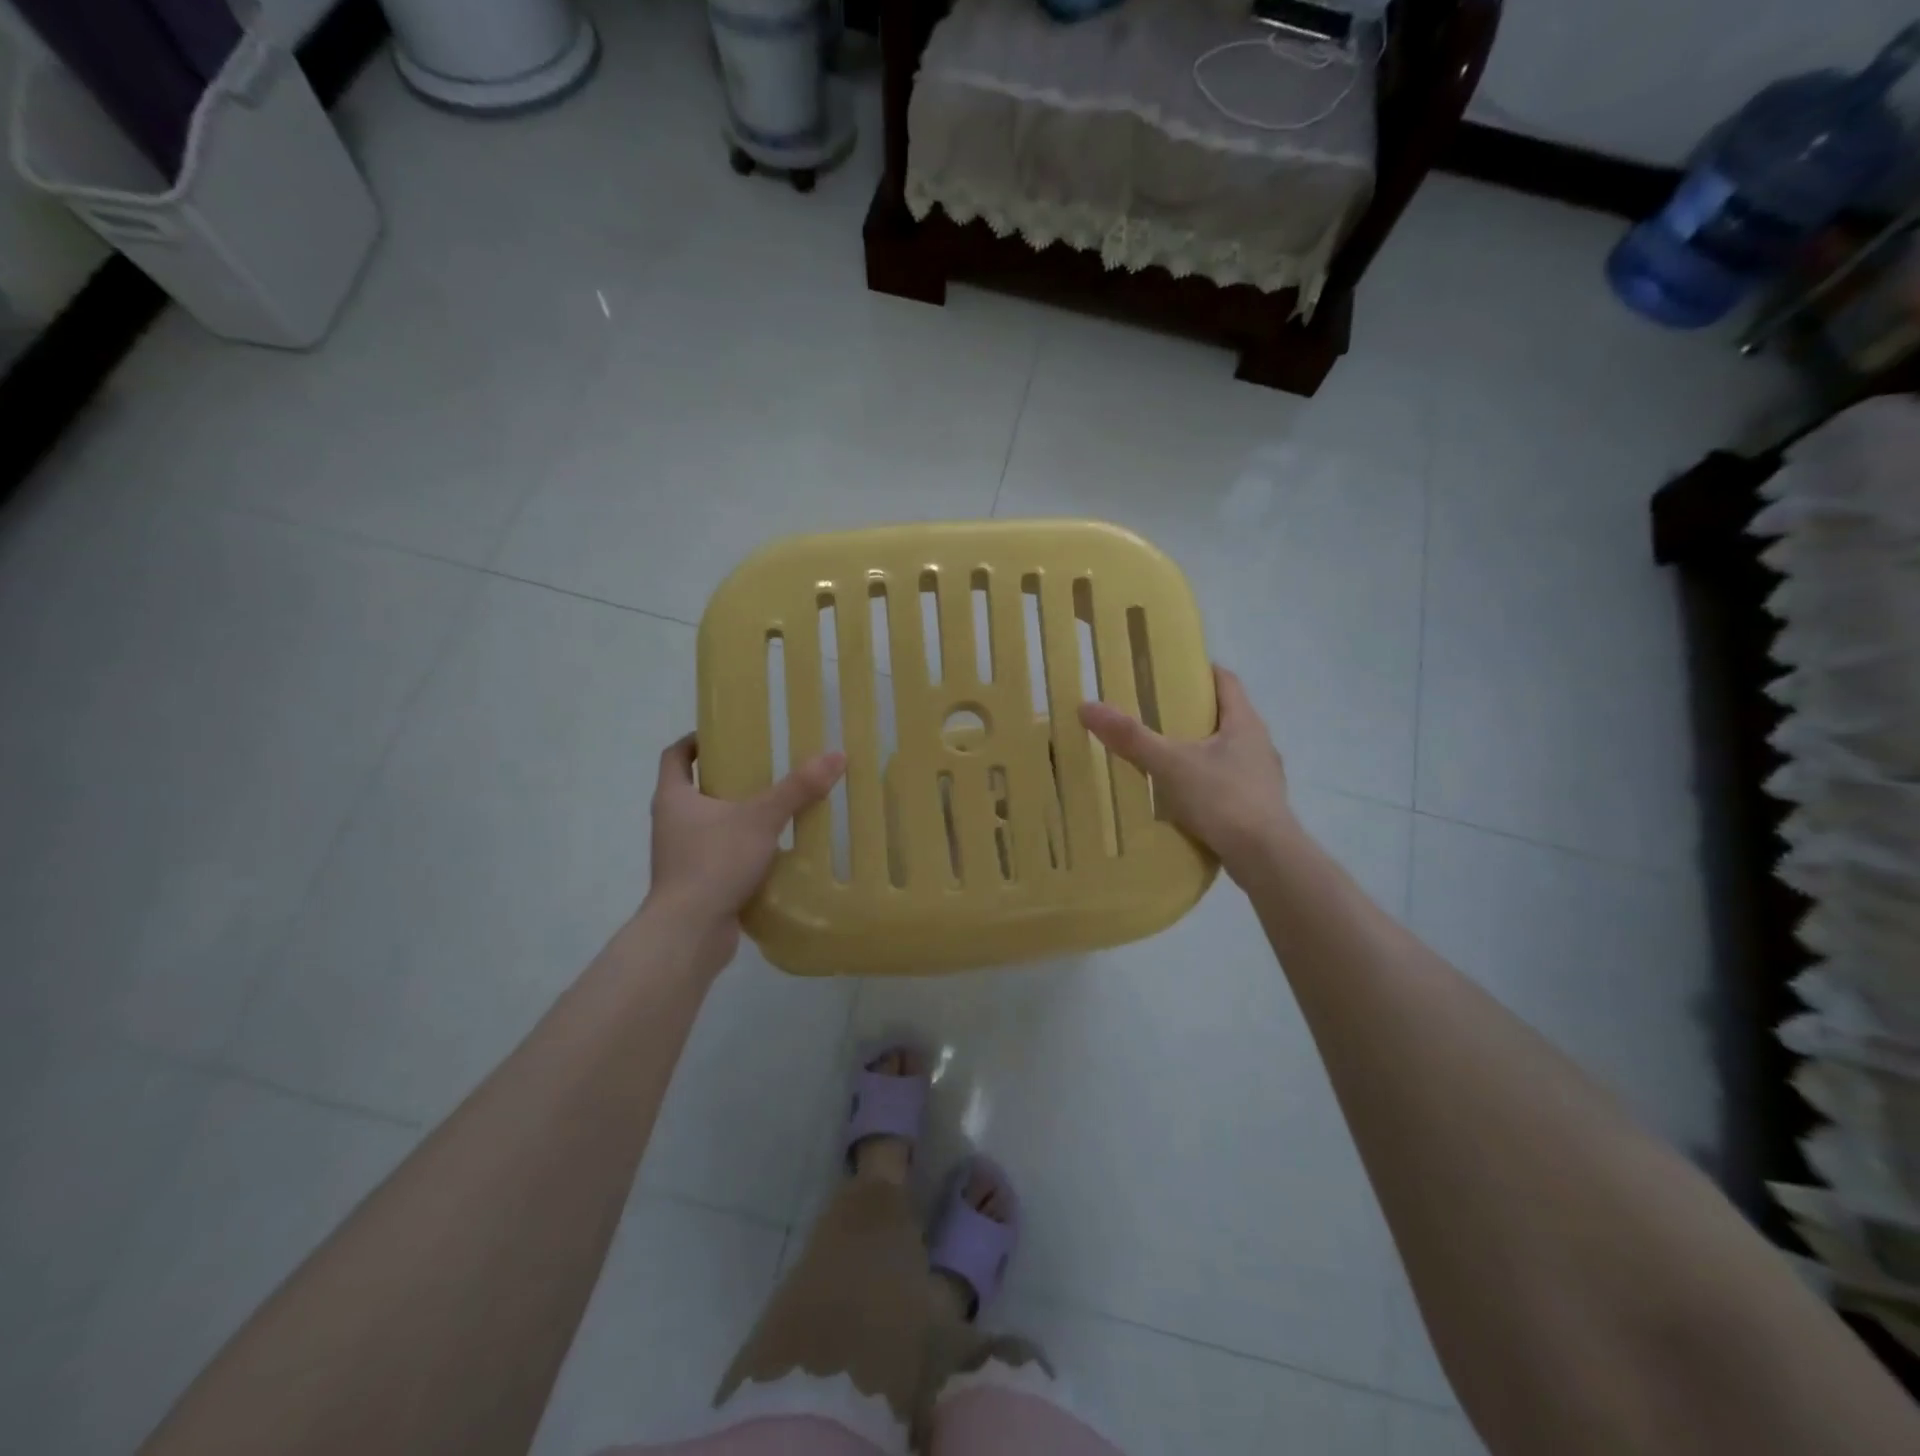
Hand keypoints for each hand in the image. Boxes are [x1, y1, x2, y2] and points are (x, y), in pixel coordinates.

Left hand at [645, 733, 845, 970]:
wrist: (689, 933)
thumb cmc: (714, 862)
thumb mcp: (761, 819)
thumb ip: (797, 788)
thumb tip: (836, 756)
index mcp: (673, 798)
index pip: (676, 756)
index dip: (696, 741)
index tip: (725, 735)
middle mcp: (671, 823)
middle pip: (696, 789)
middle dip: (728, 778)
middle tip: (765, 768)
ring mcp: (682, 856)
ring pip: (710, 824)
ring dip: (738, 815)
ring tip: (777, 808)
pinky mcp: (697, 883)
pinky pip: (721, 855)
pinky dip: (743, 849)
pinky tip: (776, 850)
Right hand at [1079, 665, 1301, 883]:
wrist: (1265, 857)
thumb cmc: (1223, 798)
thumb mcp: (1170, 764)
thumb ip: (1131, 737)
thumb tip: (1087, 707)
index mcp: (1245, 723)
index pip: (1226, 682)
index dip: (1200, 671)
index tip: (1171, 671)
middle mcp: (1259, 744)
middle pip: (1226, 716)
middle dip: (1193, 713)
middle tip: (1155, 715)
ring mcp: (1262, 778)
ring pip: (1227, 752)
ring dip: (1200, 751)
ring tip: (1165, 757)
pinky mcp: (1259, 807)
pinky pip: (1228, 784)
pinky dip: (1206, 783)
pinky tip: (1183, 798)